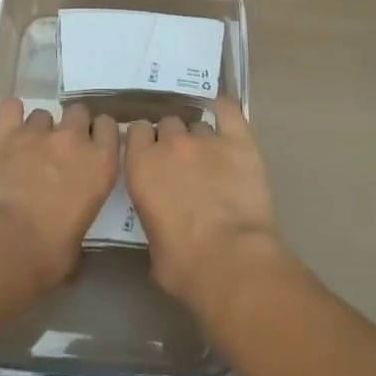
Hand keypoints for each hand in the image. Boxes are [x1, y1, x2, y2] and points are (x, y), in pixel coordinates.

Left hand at [0, 99, 118, 294]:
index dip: (99, 134)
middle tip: (61, 149)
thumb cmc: (47, 254)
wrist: (3, 244)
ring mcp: (39, 133)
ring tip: (29, 149)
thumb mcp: (78, 241)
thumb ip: (80, 216)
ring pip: (44, 113)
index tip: (93, 146)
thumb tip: (70, 225)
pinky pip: (10, 108)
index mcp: (100, 165)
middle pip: (79, 112)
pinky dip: (10, 114)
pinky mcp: (7, 134)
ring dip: (39, 128)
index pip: (109, 128)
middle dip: (72, 126)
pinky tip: (8, 127)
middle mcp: (74, 140)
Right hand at [126, 99, 282, 318]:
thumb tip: (163, 216)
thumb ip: (153, 214)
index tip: (151, 154)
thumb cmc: (184, 265)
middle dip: (172, 140)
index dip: (145, 142)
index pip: (137, 131)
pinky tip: (224, 114)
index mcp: (141, 166)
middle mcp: (170, 144)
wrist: (231, 262)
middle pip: (168, 124)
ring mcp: (205, 139)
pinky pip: (228, 110)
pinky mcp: (238, 140)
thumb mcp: (152, 244)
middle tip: (182, 163)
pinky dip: (224, 110)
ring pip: (197, 125)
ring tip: (210, 158)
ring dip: (199, 138)